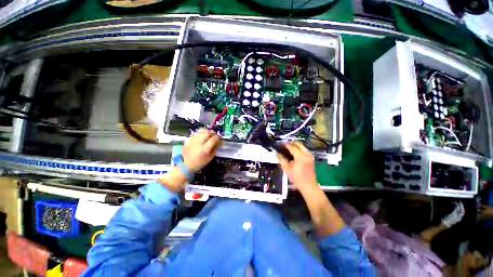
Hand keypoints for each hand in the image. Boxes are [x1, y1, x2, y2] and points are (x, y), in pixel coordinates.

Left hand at [182, 129, 220, 171]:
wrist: (186, 164)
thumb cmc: (200, 162)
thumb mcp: (210, 157)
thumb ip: (215, 148)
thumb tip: (218, 142)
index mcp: (205, 149)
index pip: (214, 138)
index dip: (218, 138)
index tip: (219, 140)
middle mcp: (198, 142)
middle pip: (208, 132)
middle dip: (213, 134)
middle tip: (214, 137)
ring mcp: (193, 140)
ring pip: (202, 131)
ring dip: (207, 133)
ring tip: (209, 136)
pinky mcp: (189, 139)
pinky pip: (197, 133)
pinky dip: (201, 134)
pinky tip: (202, 138)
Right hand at [277, 142, 317, 192]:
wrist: (309, 186)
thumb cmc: (297, 178)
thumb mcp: (287, 169)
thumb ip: (282, 160)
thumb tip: (278, 153)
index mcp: (300, 157)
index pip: (292, 147)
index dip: (286, 145)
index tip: (280, 145)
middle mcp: (306, 154)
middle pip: (299, 144)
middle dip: (292, 143)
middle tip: (285, 145)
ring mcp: (310, 156)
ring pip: (302, 147)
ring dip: (296, 146)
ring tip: (289, 148)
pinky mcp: (311, 158)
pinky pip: (305, 150)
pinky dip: (299, 149)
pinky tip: (294, 153)